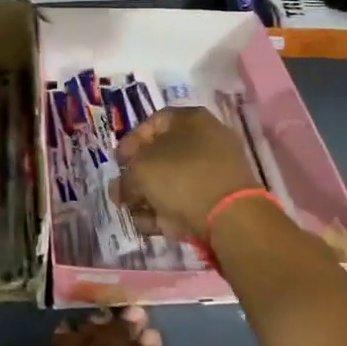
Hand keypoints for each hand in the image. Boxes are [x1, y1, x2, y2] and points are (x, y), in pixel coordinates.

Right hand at [113, 106, 261, 242]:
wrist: (229, 216)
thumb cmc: (180, 177)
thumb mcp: (140, 170)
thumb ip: (126, 178)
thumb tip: (122, 189)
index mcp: (189, 119)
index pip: (151, 123)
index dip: (129, 143)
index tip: (117, 164)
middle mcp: (205, 139)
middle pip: (161, 156)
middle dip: (137, 177)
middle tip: (121, 194)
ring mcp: (214, 170)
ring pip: (171, 181)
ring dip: (148, 198)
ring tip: (134, 215)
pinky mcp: (218, 199)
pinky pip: (186, 200)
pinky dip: (167, 211)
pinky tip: (150, 226)